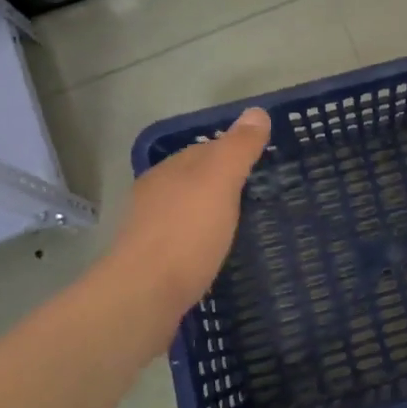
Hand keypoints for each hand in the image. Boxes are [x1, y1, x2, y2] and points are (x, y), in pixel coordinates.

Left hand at [101, 107, 270, 352]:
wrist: (143, 296)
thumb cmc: (186, 232)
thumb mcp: (220, 181)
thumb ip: (238, 147)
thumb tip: (257, 111)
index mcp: (169, 170)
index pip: (206, 149)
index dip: (235, 152)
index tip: (264, 166)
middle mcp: (155, 194)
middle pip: (195, 179)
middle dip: (223, 184)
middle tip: (260, 197)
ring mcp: (150, 230)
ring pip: (188, 211)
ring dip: (211, 214)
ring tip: (243, 226)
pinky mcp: (152, 264)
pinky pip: (184, 242)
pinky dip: (201, 242)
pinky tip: (216, 255)